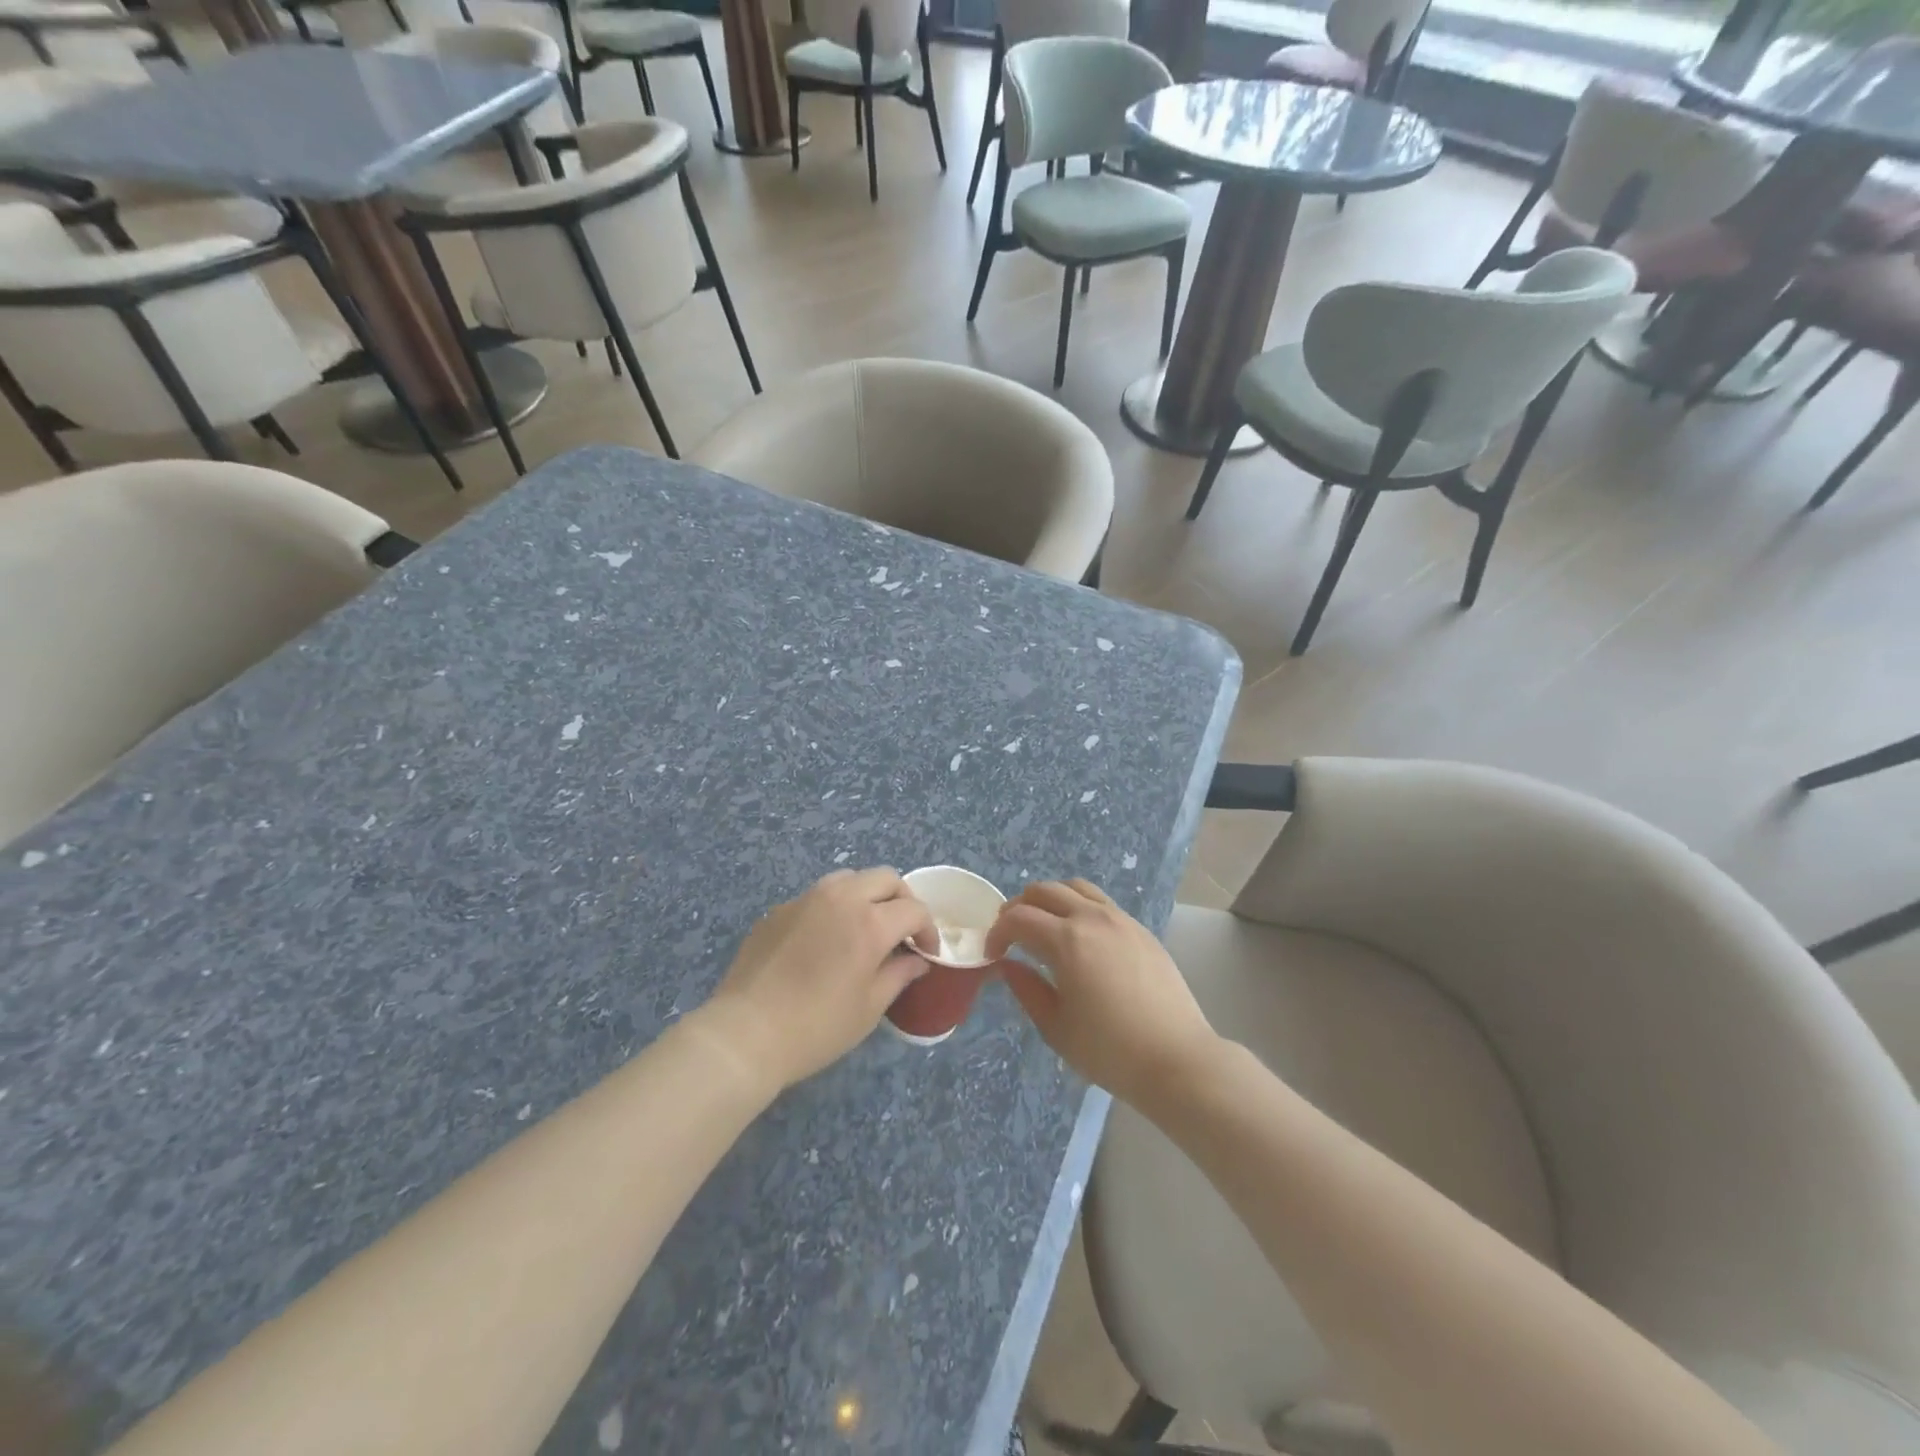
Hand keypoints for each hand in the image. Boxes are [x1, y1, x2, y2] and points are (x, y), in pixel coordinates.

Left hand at [697, 868, 935, 1090]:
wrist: (746, 1033)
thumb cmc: (817, 1027)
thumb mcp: (869, 1008)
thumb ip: (899, 975)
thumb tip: (916, 960)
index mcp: (870, 922)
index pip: (914, 908)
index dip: (928, 929)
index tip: (927, 952)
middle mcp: (840, 898)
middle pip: (885, 878)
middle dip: (902, 899)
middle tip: (902, 931)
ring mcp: (805, 899)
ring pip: (848, 879)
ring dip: (866, 896)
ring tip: (864, 927)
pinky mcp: (779, 909)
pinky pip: (816, 897)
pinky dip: (832, 908)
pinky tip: (824, 941)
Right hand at [986, 880, 1218, 1108]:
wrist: (1177, 1059)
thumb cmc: (1110, 1051)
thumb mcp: (1056, 1028)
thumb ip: (1027, 990)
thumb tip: (1007, 966)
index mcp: (1066, 940)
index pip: (1018, 918)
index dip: (998, 932)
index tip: (992, 954)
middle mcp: (1092, 918)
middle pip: (1045, 891)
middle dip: (1020, 907)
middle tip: (1012, 935)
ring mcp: (1121, 920)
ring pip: (1076, 888)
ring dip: (1051, 900)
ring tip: (1045, 927)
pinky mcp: (1141, 930)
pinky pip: (1102, 902)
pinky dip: (1080, 907)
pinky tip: (1081, 938)